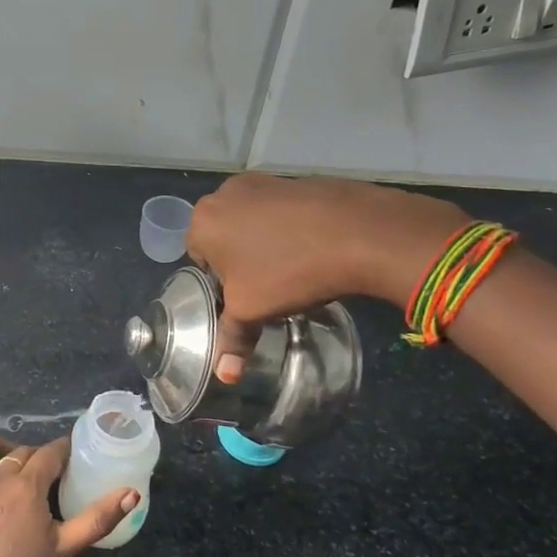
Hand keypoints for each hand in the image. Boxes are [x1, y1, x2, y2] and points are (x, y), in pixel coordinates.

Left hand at [0, 435, 137, 556]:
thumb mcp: (67, 549)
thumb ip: (99, 518)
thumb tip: (132, 493)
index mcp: (27, 486)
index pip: (49, 455)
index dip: (63, 449)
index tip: (74, 451)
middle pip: (18, 455)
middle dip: (35, 454)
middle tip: (49, 467)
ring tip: (2, 449)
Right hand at [187, 173, 467, 378]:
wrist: (356, 232)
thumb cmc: (288, 271)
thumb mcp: (253, 311)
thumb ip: (232, 339)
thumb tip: (225, 376)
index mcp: (203, 221)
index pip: (199, 258)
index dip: (221, 282)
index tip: (246, 295)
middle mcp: (224, 194)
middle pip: (223, 236)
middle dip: (240, 259)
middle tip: (266, 284)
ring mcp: (261, 181)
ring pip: (252, 222)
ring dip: (263, 243)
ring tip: (292, 267)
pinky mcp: (293, 179)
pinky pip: (280, 211)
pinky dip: (289, 228)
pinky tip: (311, 249)